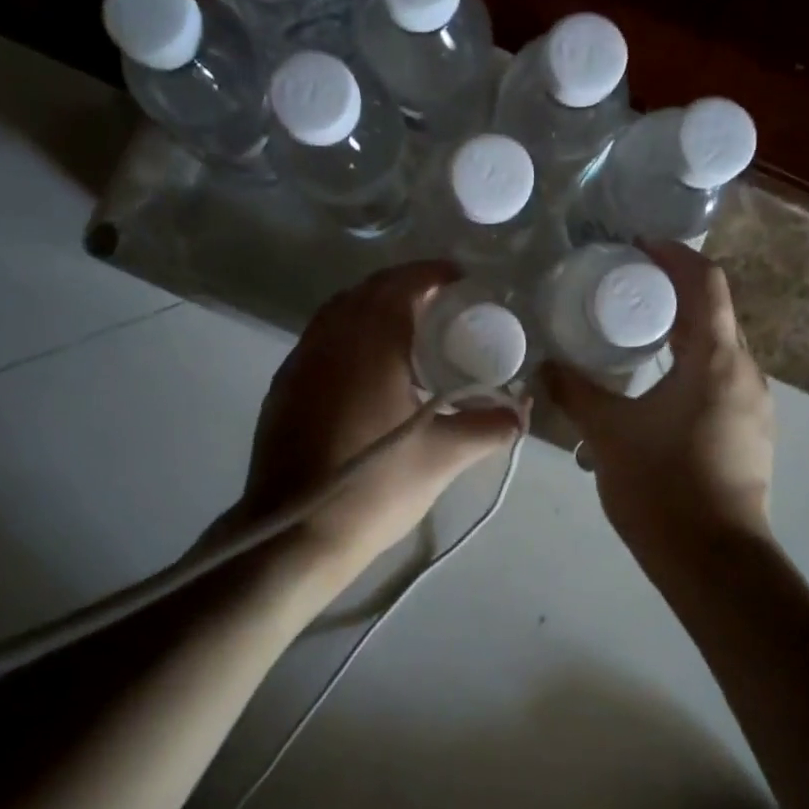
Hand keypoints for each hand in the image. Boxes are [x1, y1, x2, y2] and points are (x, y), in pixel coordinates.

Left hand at [233, 262, 523, 594]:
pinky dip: (348, 331)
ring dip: (372, 305)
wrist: (294, 534)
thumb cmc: (376, 487)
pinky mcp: (284, 386)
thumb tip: (524, 411)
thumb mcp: (444, 457)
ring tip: (406, 327)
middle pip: (368, 290)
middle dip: (404, 285)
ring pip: (339, 311)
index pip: (402, 285)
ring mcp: (301, 361)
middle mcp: (331, 339)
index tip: (459, 279)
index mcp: (370, 344)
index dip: (431, 274)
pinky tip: (367, 365)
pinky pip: (321, 337)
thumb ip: (490, 427)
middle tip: (439, 300)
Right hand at [543, 242, 774, 559]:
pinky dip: (689, 367)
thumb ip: (574, 392)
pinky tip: (653, 388)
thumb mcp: (607, 433)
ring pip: (717, 350)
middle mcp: (746, 373)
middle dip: (671, 294)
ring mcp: (754, 405)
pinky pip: (720, 381)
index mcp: (717, 360)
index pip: (706, 282)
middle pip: (713, 313)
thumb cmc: (662, 487)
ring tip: (632, 337)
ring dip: (680, 334)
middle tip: (623, 290)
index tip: (637, 247)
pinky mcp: (751, 433)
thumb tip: (543, 365)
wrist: (715, 564)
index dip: (674, 255)